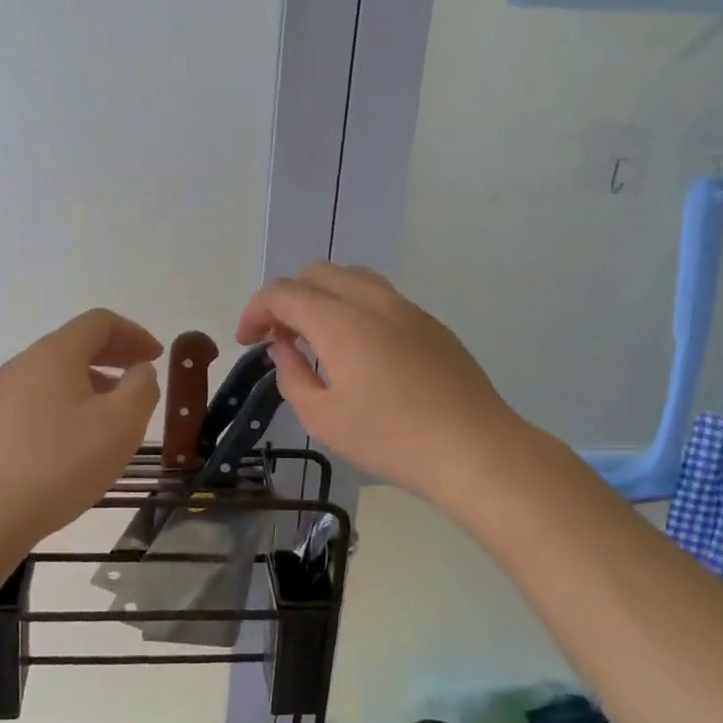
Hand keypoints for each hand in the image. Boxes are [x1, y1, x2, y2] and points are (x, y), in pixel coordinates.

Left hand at [0, 309, 161, 548]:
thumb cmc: (62, 463)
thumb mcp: (121, 424)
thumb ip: (141, 388)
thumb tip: (139, 371)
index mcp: (55, 353)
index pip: (99, 322)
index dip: (134, 333)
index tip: (157, 358)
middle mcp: (25, 363)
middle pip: (76, 343)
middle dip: (115, 354)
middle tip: (143, 376)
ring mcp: (6, 394)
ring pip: (59, 372)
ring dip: (95, 380)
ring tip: (117, 411)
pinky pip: (43, 397)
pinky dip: (72, 401)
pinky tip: (83, 436)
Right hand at [237, 264, 532, 507]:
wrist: (474, 448)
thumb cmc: (391, 439)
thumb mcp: (323, 418)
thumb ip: (292, 376)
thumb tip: (284, 348)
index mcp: (339, 321)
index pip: (283, 293)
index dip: (256, 310)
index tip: (248, 340)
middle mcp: (371, 300)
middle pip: (316, 273)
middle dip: (287, 298)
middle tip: (280, 338)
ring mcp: (406, 307)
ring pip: (351, 277)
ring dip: (322, 296)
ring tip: (317, 337)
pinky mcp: (430, 322)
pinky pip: (380, 296)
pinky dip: (353, 306)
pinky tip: (359, 349)